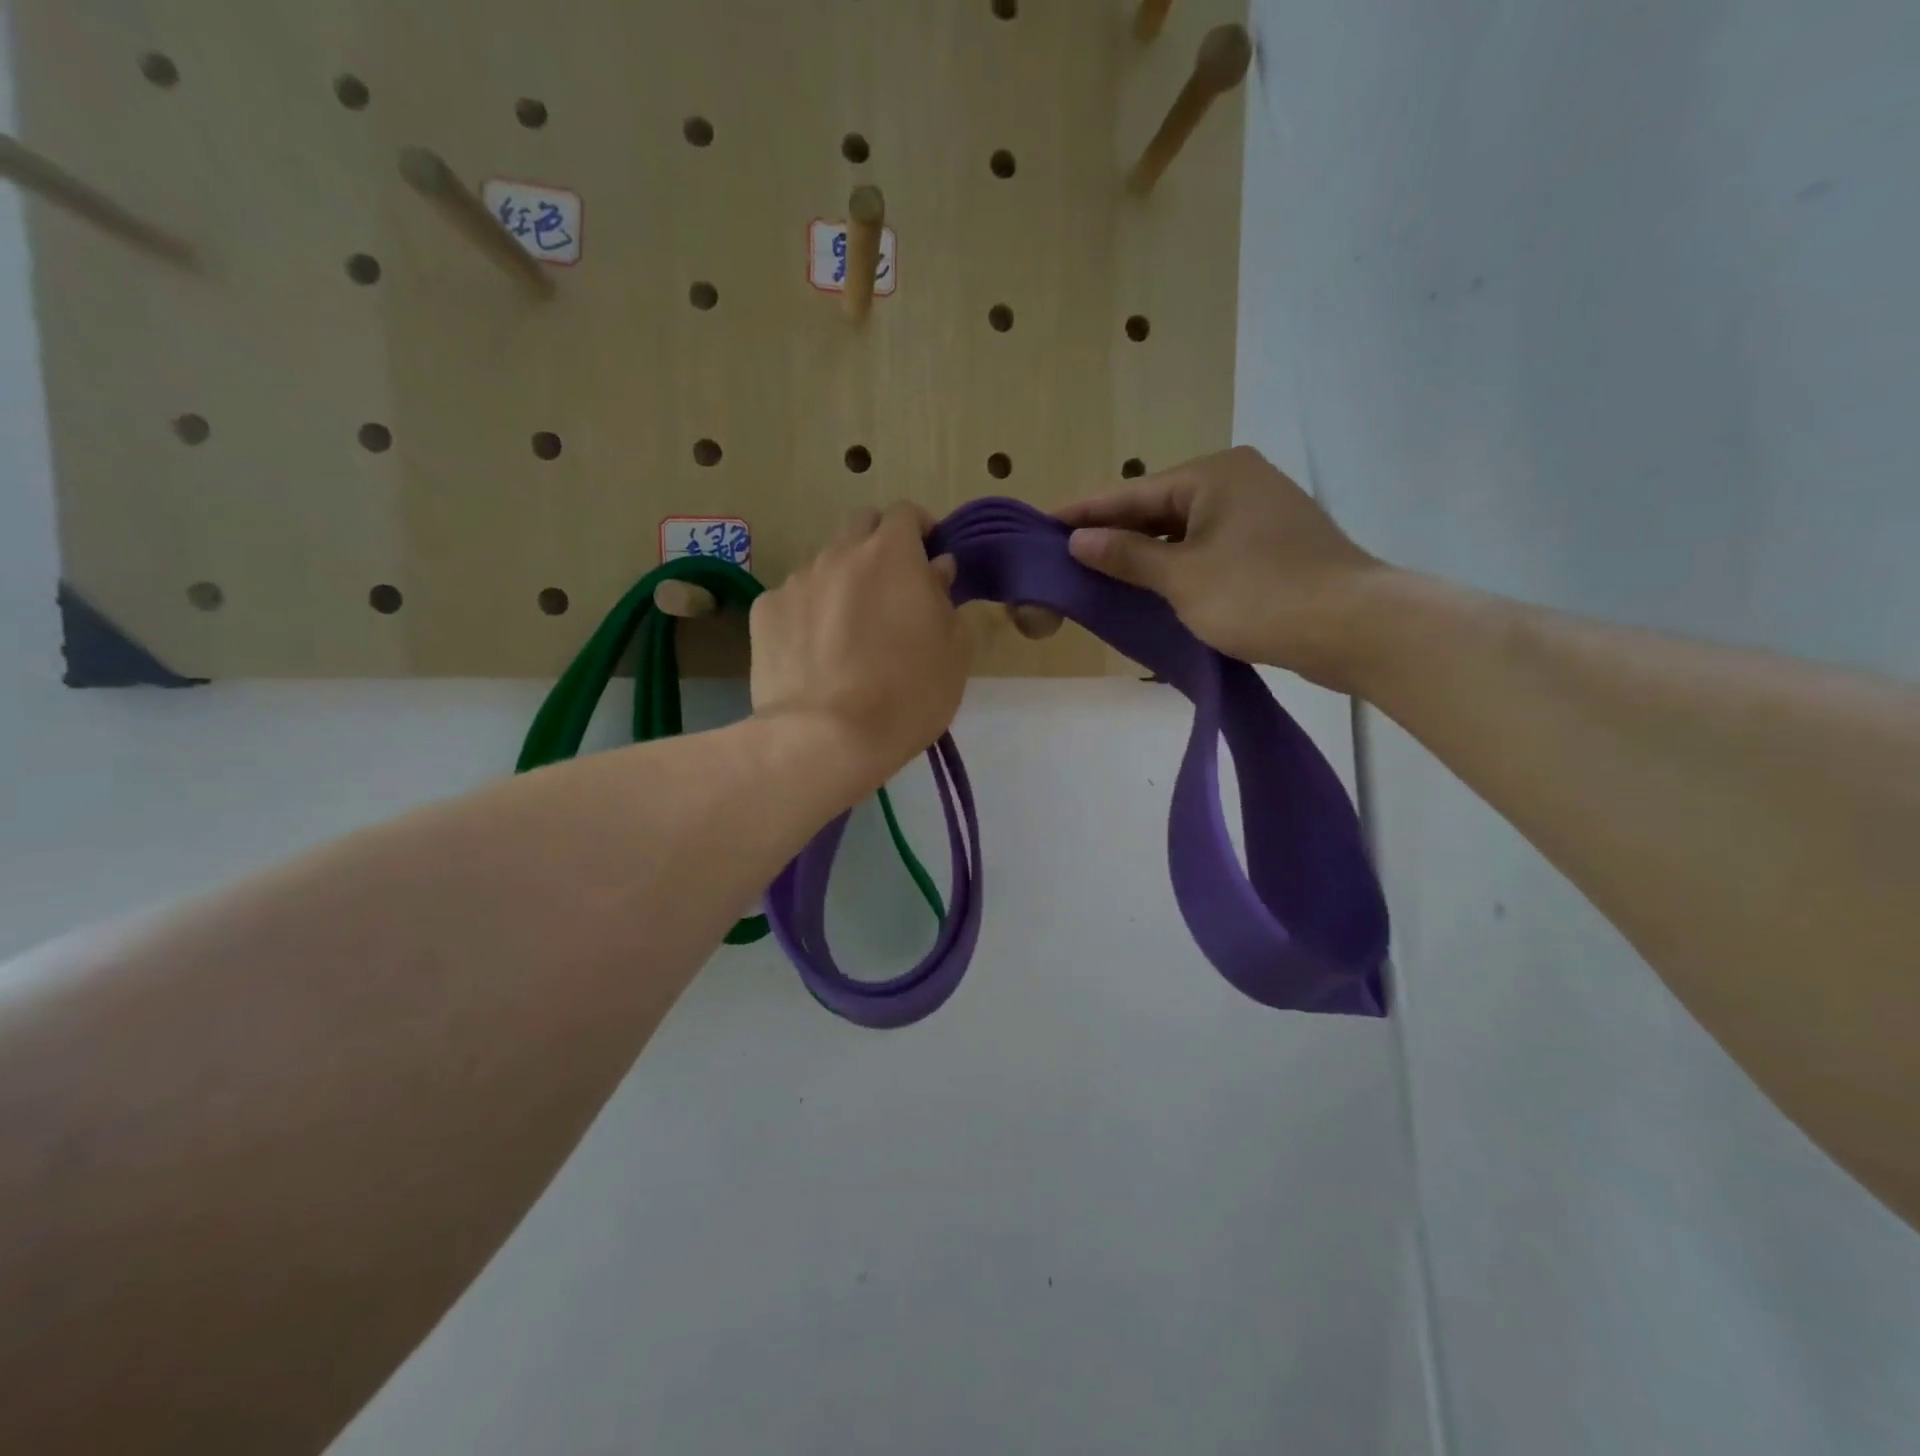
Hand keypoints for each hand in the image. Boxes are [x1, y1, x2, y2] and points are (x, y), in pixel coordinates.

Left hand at [750, 504, 967, 793]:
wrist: (825, 739)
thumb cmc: (907, 696)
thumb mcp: (954, 652)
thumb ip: (947, 598)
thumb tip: (936, 569)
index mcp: (892, 554)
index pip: (906, 513)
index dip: (921, 530)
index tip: (930, 559)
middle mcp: (839, 554)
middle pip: (861, 526)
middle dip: (880, 546)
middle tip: (893, 591)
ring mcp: (796, 581)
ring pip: (825, 564)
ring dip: (843, 582)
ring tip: (849, 633)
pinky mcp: (763, 612)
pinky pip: (793, 600)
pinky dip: (809, 614)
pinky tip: (815, 654)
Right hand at [1052, 447, 1391, 690]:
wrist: (1355, 627)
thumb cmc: (1260, 594)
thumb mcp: (1182, 578)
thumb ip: (1127, 557)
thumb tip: (1078, 540)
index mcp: (1214, 475)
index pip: (1131, 492)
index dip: (1085, 512)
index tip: (1043, 524)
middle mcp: (1237, 482)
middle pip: (1158, 508)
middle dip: (1114, 534)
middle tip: (1065, 556)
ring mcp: (1259, 513)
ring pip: (1183, 531)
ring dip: (1144, 554)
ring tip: (1097, 575)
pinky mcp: (1272, 546)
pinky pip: (1207, 549)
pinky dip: (1177, 566)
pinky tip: (1151, 587)